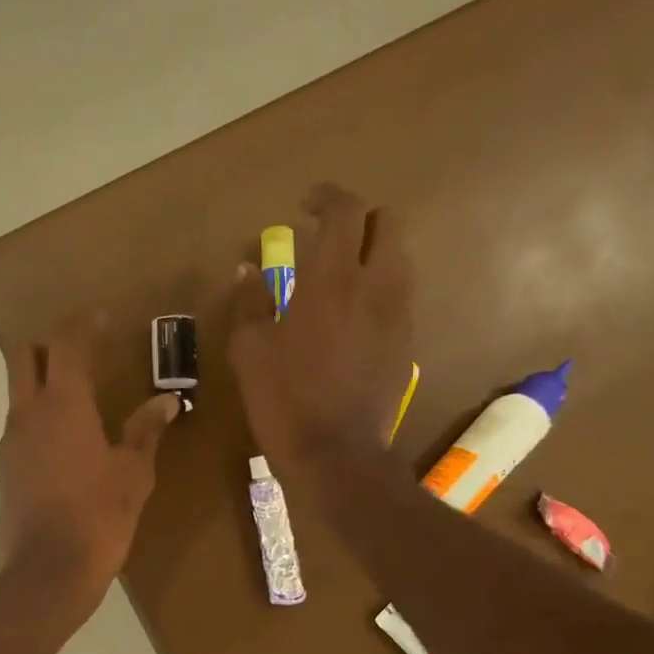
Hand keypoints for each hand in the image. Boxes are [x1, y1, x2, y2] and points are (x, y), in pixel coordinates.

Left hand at [0, 323, 178, 621]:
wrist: (46, 573)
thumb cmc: (99, 517)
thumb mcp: (133, 474)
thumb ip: (146, 431)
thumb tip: (166, 402)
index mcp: (63, 404)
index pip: (68, 343)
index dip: (84, 324)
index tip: (103, 318)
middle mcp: (28, 413)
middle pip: (25, 356)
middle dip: (51, 345)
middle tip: (84, 354)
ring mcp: (10, 442)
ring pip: (19, 393)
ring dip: (44, 385)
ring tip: (80, 403)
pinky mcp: (4, 470)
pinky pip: (20, 428)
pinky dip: (39, 420)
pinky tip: (66, 446)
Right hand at [228, 183, 416, 472]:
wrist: (337, 455)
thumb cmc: (285, 400)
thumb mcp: (250, 351)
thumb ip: (250, 302)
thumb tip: (246, 270)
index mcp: (333, 280)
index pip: (346, 211)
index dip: (327, 198)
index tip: (306, 206)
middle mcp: (376, 286)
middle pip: (387, 222)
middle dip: (358, 220)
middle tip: (327, 238)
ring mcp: (398, 314)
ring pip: (399, 257)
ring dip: (372, 252)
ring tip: (340, 276)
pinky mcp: (406, 342)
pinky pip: (400, 295)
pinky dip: (379, 288)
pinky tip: (353, 316)